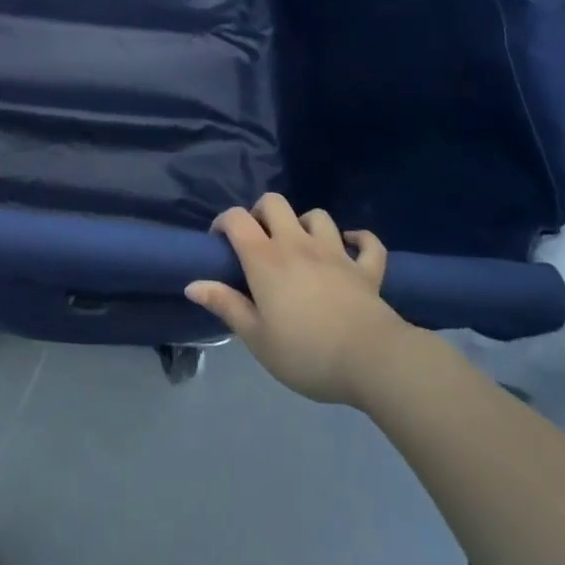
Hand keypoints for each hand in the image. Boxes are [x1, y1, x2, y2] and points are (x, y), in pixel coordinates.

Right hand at [185, 193, 411, 404]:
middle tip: (259, 241)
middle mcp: (297, 244)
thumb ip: (226, 305)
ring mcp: (335, 253)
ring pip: (317, 216)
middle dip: (261, 213)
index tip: (219, 244)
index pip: (236, 218)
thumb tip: (192, 284)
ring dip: (305, 224)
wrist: (372, 361)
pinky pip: (367, 243)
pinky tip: (351, 247)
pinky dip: (359, 240)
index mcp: (265, 259)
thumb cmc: (306, 352)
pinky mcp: (366, 269)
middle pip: (275, 203)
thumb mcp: (256, 337)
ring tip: (300, 246)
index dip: (223, 222)